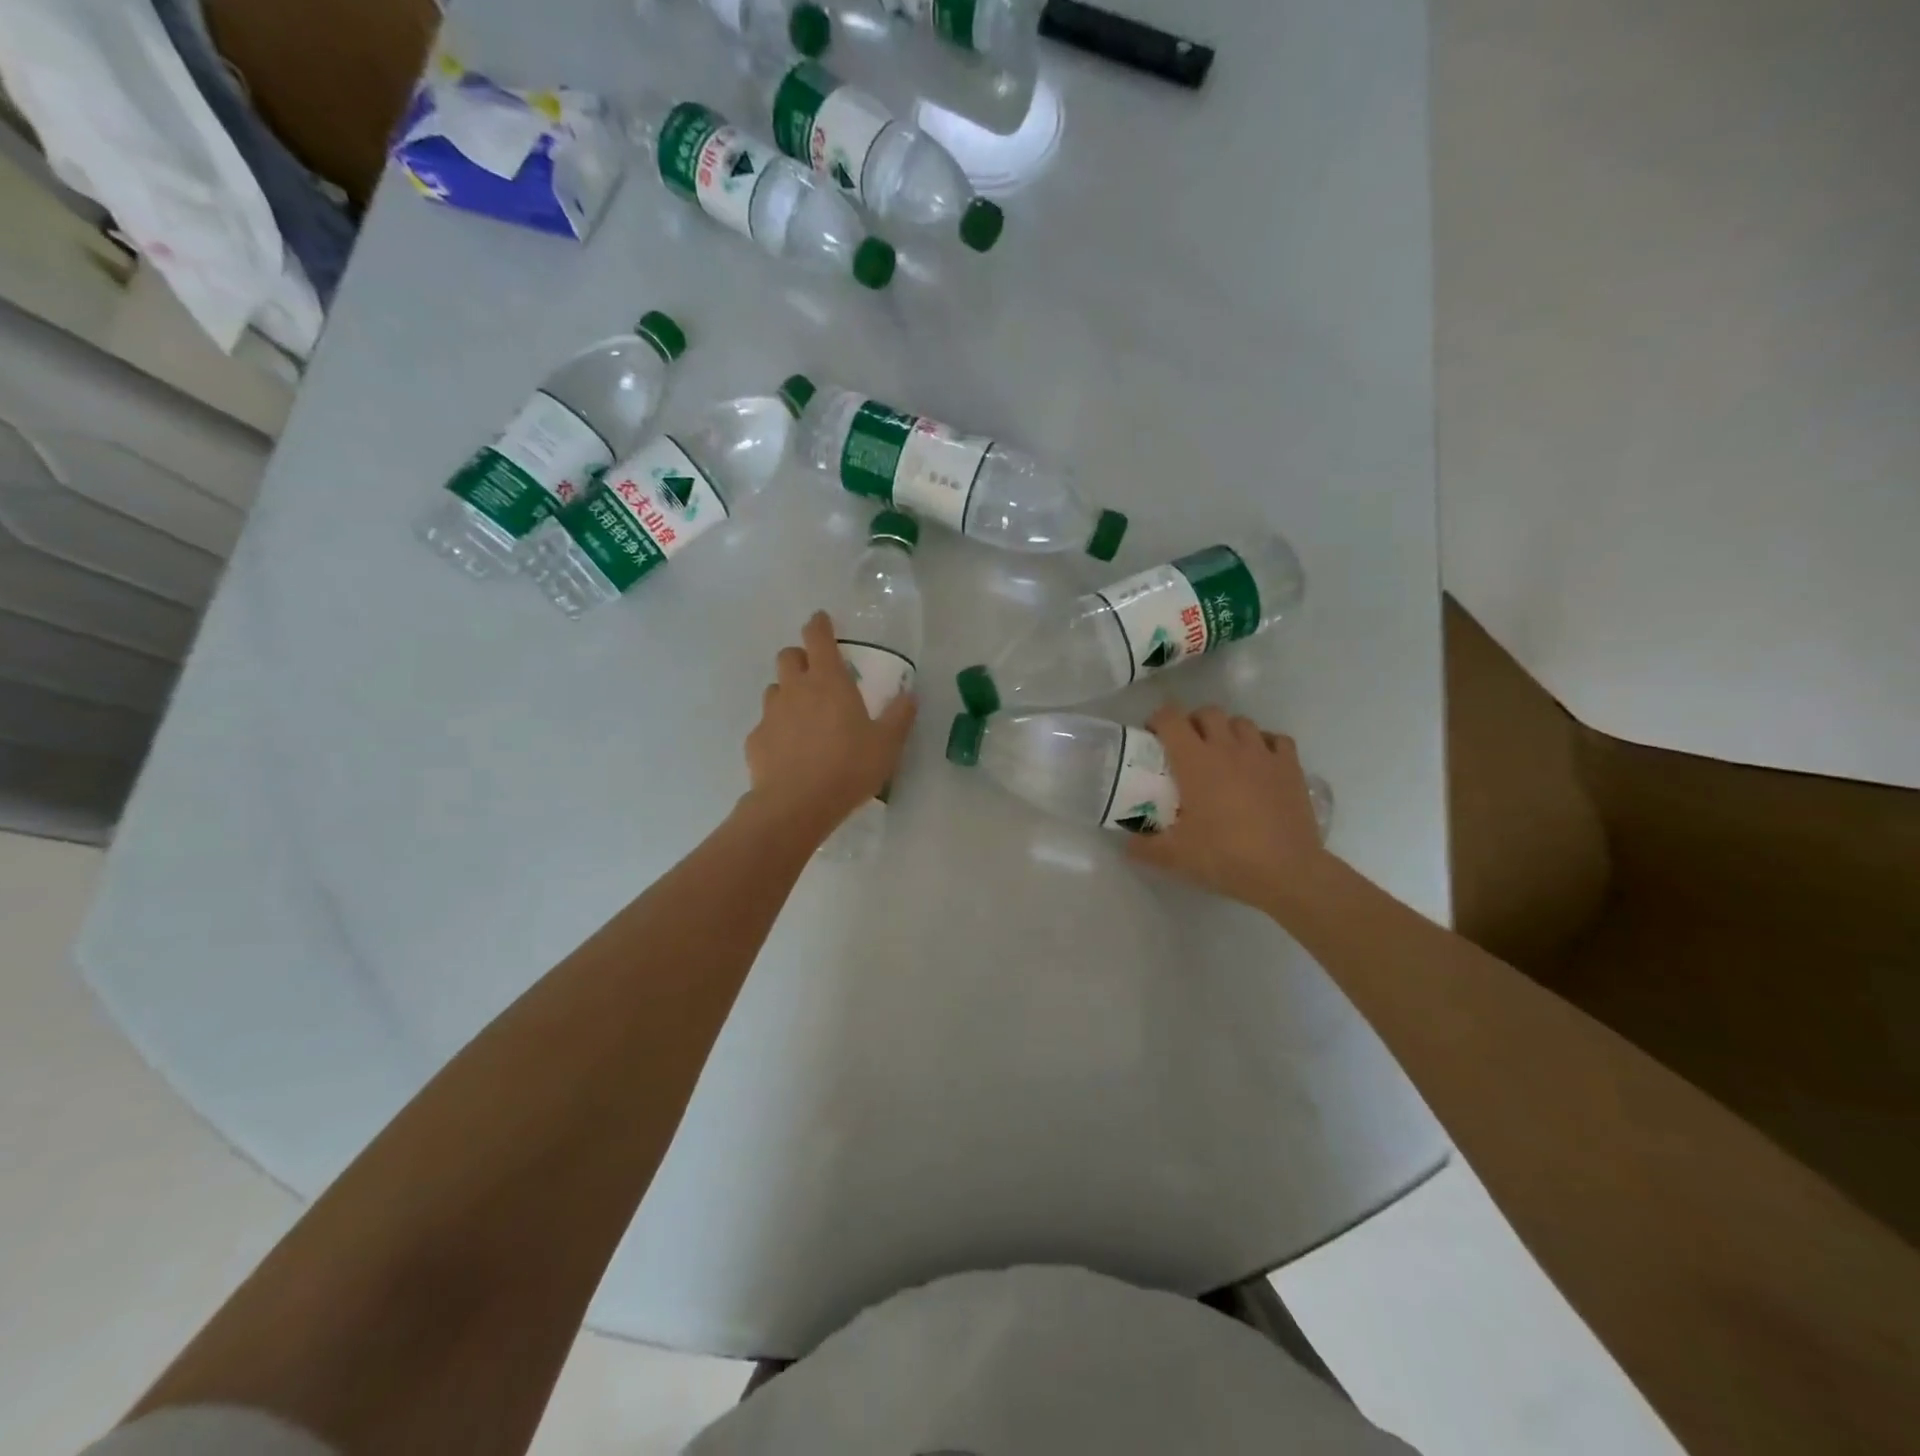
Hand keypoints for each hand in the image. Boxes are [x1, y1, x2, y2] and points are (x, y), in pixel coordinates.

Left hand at [744, 611, 916, 837]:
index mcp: (829, 681)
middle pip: (788, 656)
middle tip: (816, 674)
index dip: (819, 624)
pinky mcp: (755, 740)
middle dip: (800, 657)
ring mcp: (771, 713)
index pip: (818, 637)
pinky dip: (777, 729)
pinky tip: (790, 751)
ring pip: (774, 689)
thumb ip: (900, 716)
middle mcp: (795, 689)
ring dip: (788, 693)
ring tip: (804, 716)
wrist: (796, 804)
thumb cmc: (848, 767)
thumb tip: (910, 695)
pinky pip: (766, 725)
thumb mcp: (887, 744)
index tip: (822, 620)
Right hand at [1129, 702, 1331, 915]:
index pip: (1171, 718)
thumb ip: (1143, 846)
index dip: (1158, 720)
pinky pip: (1276, 740)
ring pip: (1241, 722)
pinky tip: (1260, 763)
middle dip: (1193, 723)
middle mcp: (1228, 747)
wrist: (1286, 871)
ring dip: (1228, 731)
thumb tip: (1127, 843)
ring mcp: (1263, 754)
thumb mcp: (1173, 856)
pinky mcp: (1291, 767)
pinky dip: (1265, 744)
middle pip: (1207, 712)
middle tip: (1187, 748)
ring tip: (1223, 755)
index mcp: (1195, 760)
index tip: (1153, 737)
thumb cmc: (1224, 856)